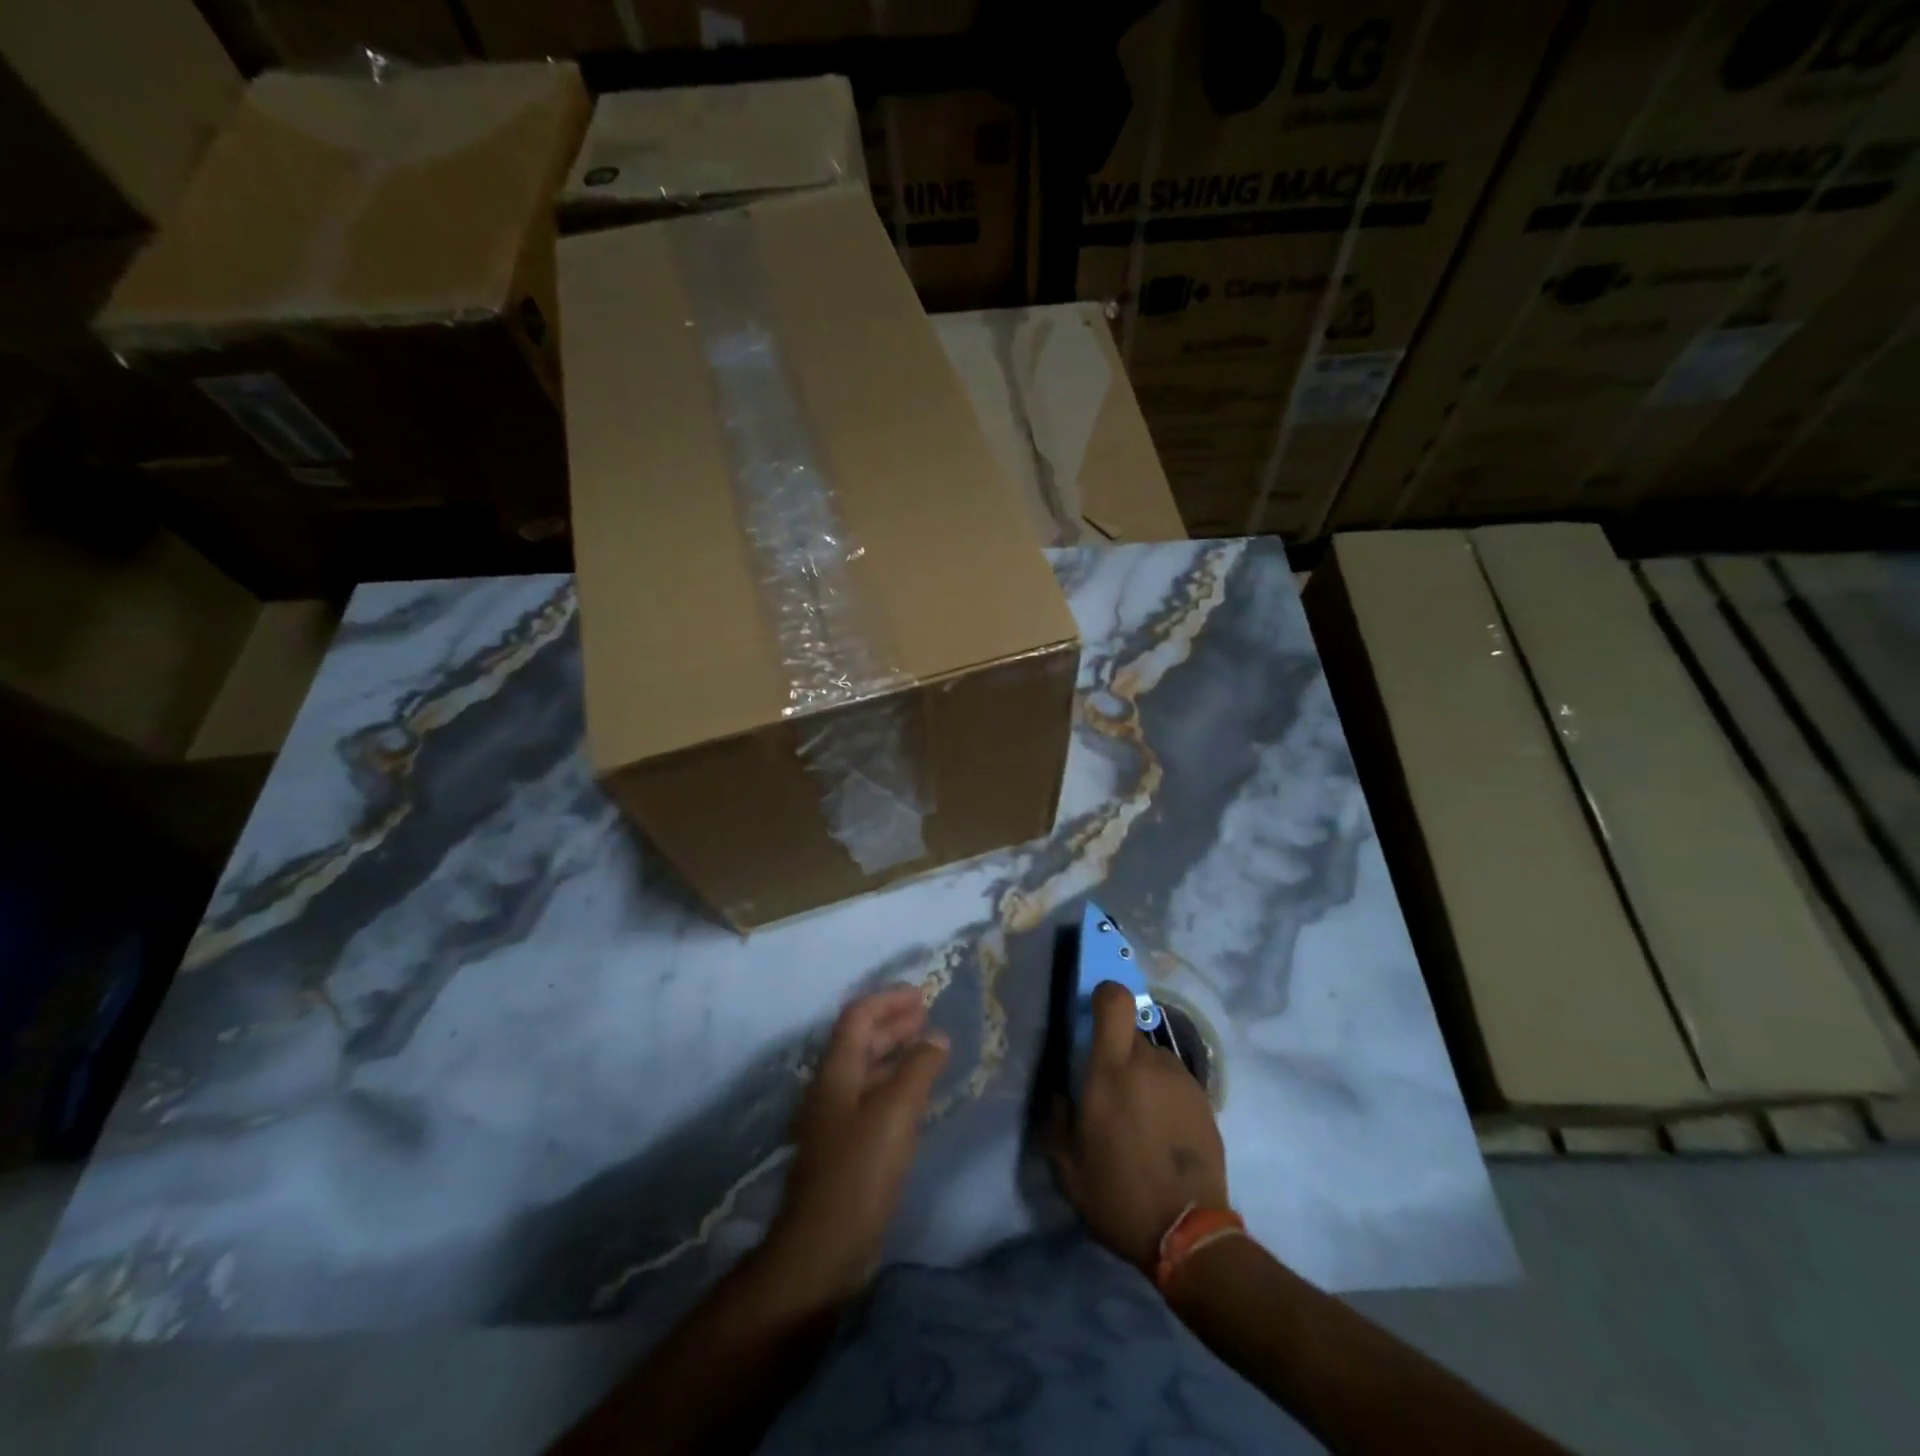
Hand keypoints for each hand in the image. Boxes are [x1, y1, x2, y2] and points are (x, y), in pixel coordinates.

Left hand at [769, 986, 949, 1303]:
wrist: (822, 1249)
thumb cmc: (858, 1173)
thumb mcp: (894, 1114)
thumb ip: (917, 1070)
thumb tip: (936, 1036)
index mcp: (836, 1071)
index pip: (858, 1016)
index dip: (889, 1000)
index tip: (922, 995)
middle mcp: (832, 1088)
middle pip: (860, 1040)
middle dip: (893, 1023)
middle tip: (928, 1015)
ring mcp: (836, 1119)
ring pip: (867, 1069)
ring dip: (895, 1053)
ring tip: (929, 1048)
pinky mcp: (846, 1148)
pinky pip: (872, 1098)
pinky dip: (895, 1084)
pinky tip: (917, 1095)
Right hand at [1048, 981, 1227, 1277]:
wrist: (1189, 1234)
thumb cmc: (1118, 1194)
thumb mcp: (1066, 1164)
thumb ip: (1055, 1117)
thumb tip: (1057, 1092)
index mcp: (1111, 1070)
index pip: (1115, 1001)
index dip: (1104, 996)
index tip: (1092, 1015)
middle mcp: (1149, 1063)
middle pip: (1130, 1033)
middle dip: (1115, 1053)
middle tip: (1109, 1094)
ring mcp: (1182, 1080)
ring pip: (1153, 1059)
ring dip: (1142, 1076)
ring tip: (1138, 1122)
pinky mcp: (1205, 1100)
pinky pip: (1174, 1082)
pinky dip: (1164, 1096)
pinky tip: (1161, 1135)